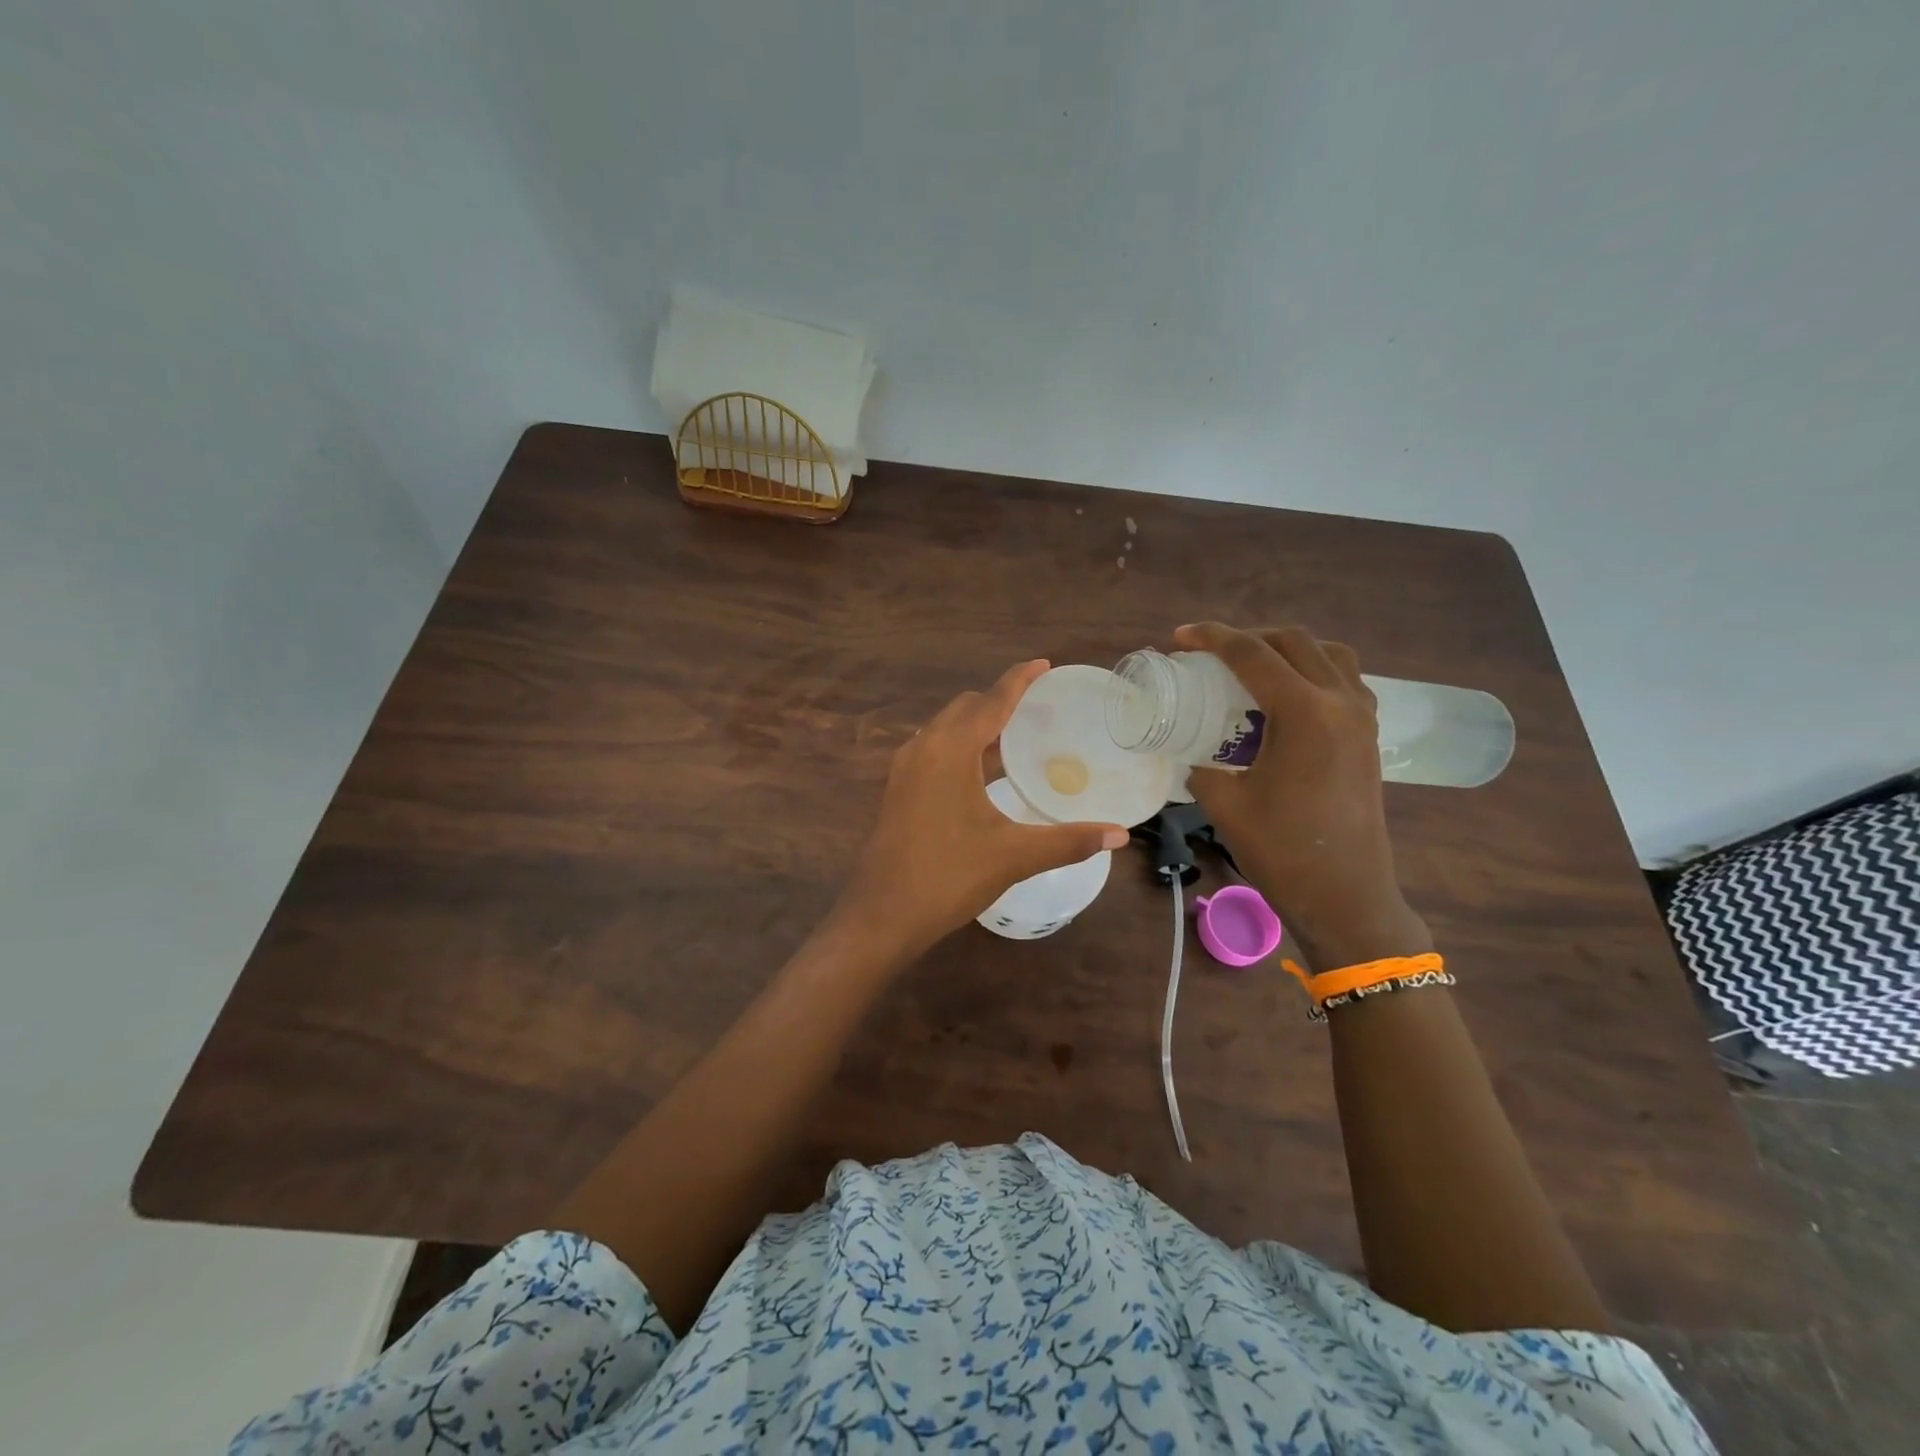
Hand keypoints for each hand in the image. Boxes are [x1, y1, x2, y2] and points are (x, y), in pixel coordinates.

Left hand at [839, 660, 1127, 957]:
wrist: (882, 914)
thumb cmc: (948, 877)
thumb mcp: (1013, 856)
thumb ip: (1068, 841)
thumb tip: (1119, 835)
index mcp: (950, 750)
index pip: (991, 701)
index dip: (1019, 680)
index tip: (1043, 664)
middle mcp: (923, 747)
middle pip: (965, 708)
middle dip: (998, 701)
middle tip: (1036, 709)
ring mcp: (904, 768)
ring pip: (945, 729)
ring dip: (977, 725)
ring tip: (1014, 737)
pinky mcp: (897, 789)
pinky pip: (934, 750)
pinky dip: (960, 747)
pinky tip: (981, 773)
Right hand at [1175, 624, 1431, 969]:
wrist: (1345, 895)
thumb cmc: (1282, 850)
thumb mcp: (1224, 803)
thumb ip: (1202, 766)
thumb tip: (1195, 754)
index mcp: (1305, 713)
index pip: (1253, 654)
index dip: (1211, 638)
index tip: (1179, 638)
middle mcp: (1341, 702)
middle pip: (1294, 642)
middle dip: (1247, 637)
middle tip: (1210, 653)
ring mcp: (1363, 718)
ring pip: (1329, 654)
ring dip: (1287, 649)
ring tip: (1252, 667)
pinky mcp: (1369, 737)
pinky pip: (1345, 681)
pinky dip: (1313, 672)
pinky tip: (1288, 698)